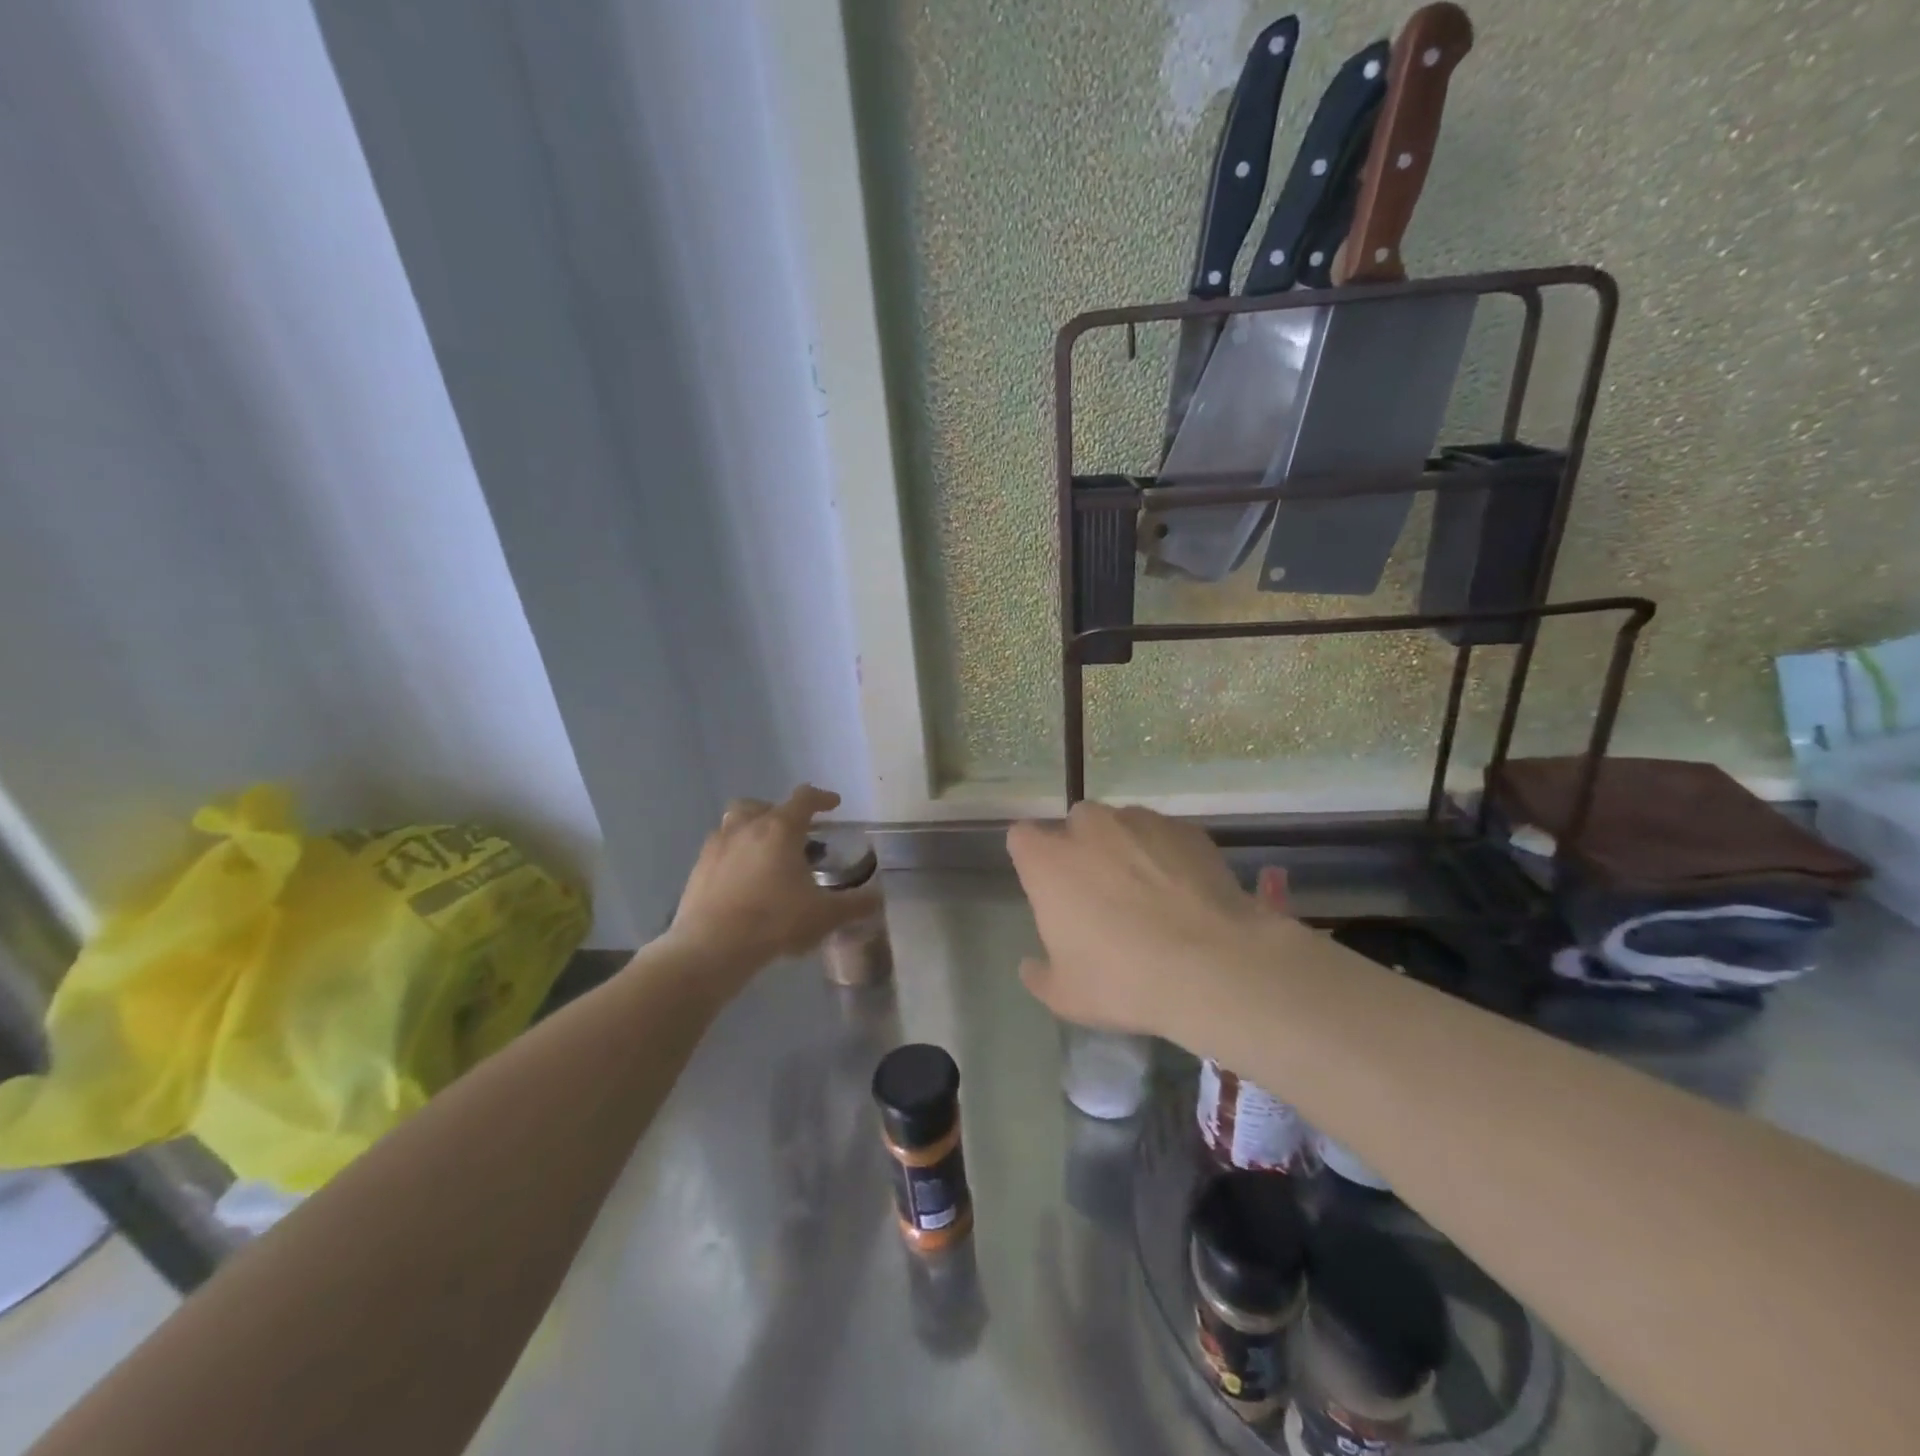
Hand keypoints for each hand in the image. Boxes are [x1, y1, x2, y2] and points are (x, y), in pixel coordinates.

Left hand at [669, 786, 880, 968]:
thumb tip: (878, 897)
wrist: (711, 947)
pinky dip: (734, 854)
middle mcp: (747, 827)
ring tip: (766, 853)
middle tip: (794, 833)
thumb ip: (855, 904)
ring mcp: (718, 845)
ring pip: (735, 822)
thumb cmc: (775, 921)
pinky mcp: (698, 868)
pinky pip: (719, 848)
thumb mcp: (825, 916)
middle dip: (780, 813)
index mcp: (780, 829)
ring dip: (752, 829)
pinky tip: (742, 879)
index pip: (804, 798)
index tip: (834, 804)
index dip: (822, 798)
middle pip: (762, 805)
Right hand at [1007, 803, 1300, 1040]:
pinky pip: (1165, 835)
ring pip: (1123, 824)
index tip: (1046, 886)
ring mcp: (1141, 822)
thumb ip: (1040, 975)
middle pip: (1075, 824)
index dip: (1032, 858)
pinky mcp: (1186, 830)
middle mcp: (1090, 828)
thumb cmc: (1123, 980)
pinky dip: (1167, 854)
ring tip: (1149, 891)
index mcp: (1048, 861)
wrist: (1212, 967)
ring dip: (1126, 847)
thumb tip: (1031, 966)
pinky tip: (1184, 892)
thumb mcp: (1066, 996)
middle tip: (1100, 891)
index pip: (1022, 837)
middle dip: (1082, 847)